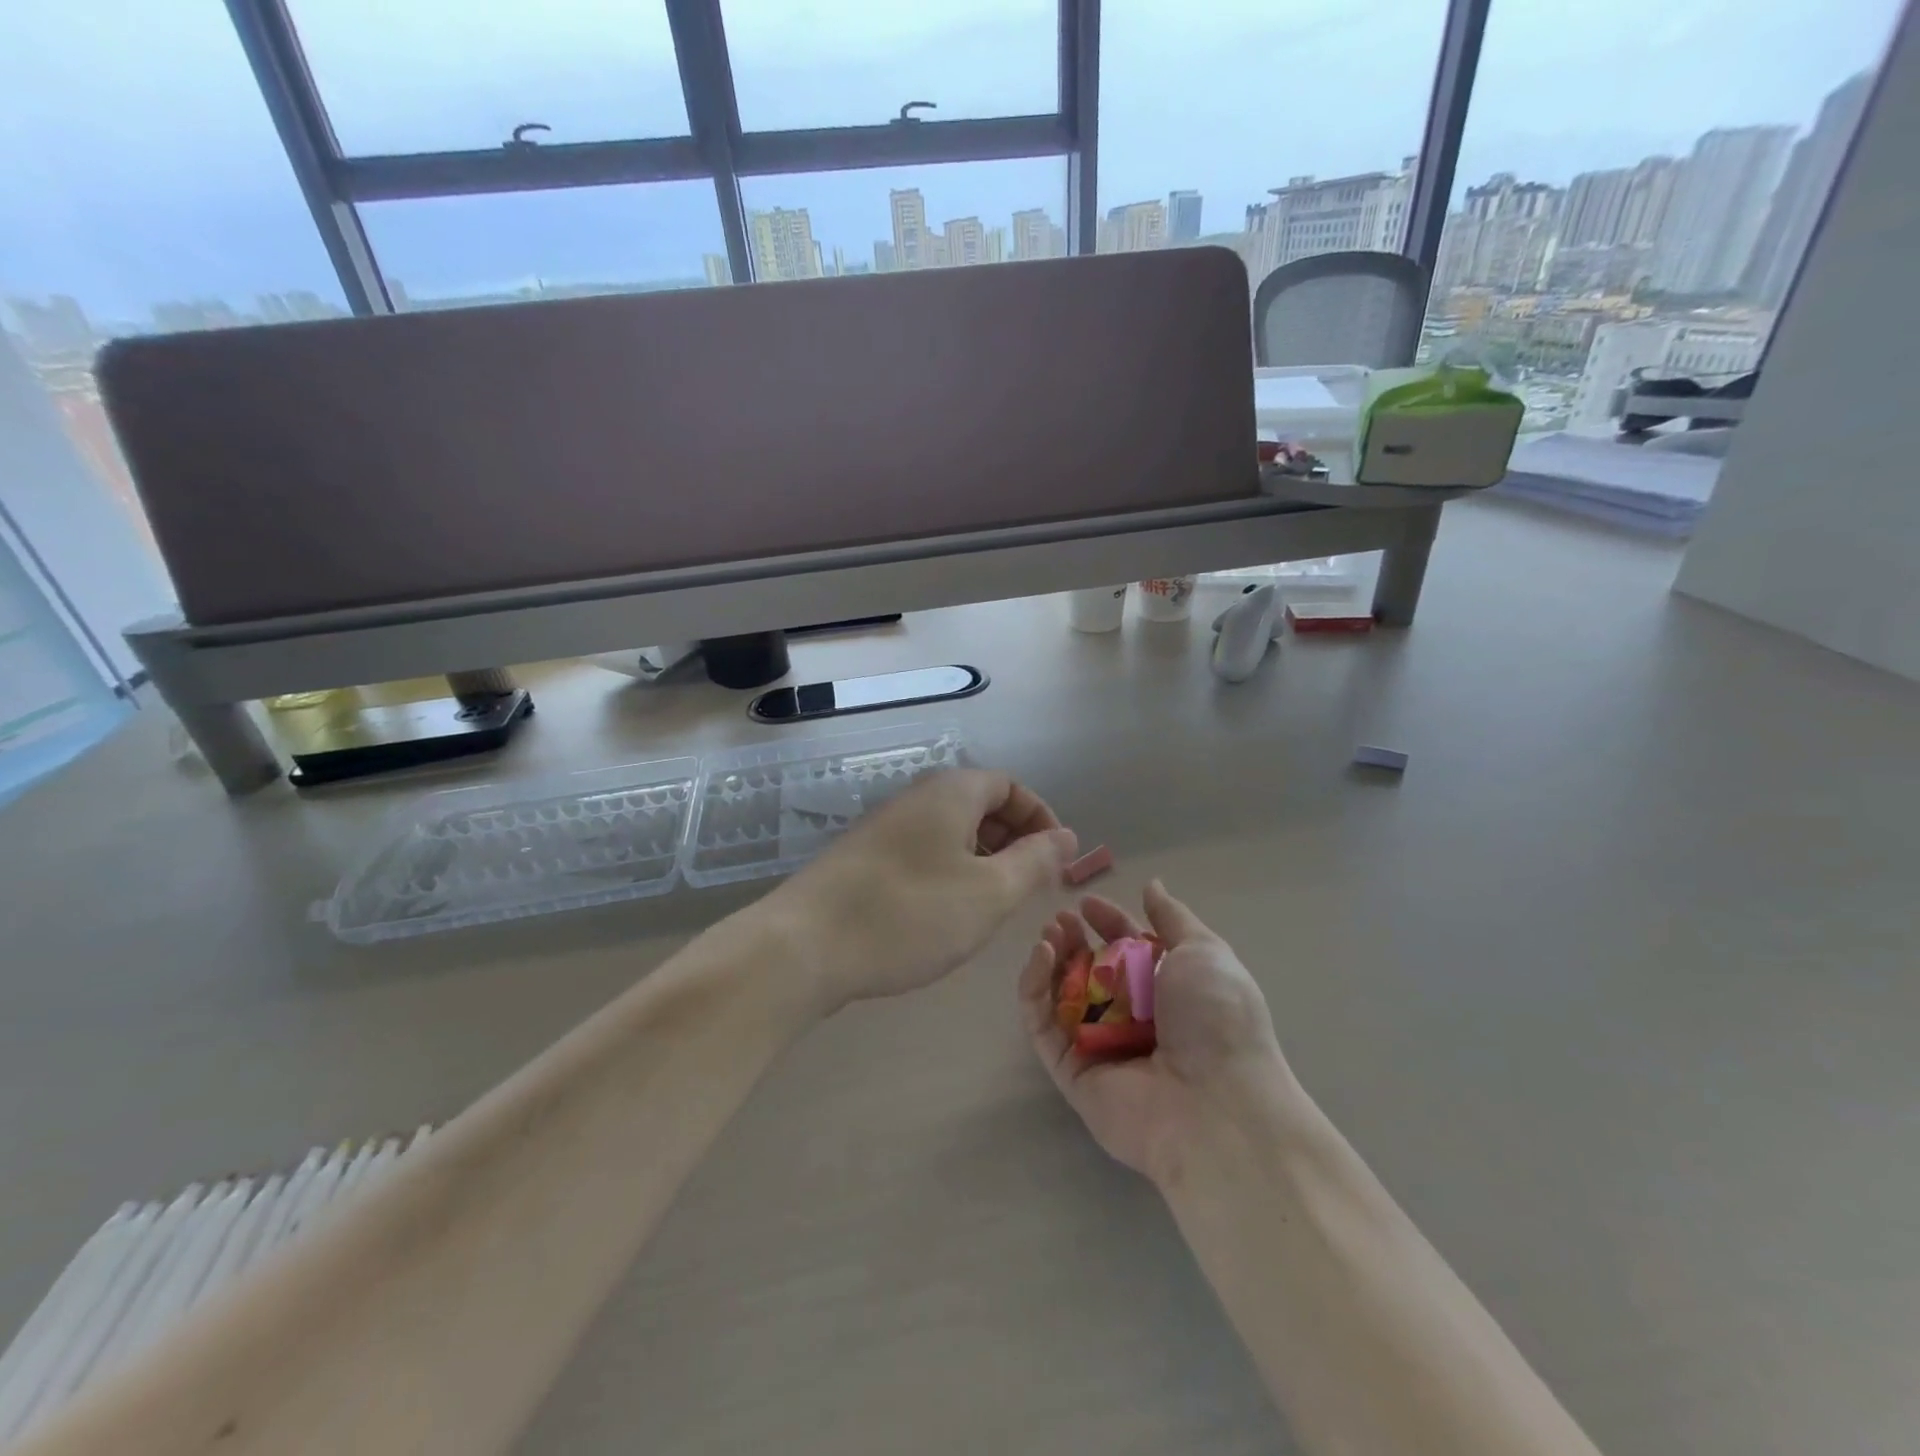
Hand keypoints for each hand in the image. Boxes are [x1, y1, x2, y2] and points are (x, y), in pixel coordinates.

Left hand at [773, 769, 1076, 1013]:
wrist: (804, 947)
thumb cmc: (910, 914)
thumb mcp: (989, 892)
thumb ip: (1035, 862)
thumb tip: (1067, 836)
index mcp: (950, 792)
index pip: (1009, 786)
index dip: (1041, 819)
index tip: (1057, 861)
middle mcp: (916, 798)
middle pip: (979, 805)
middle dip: (1014, 841)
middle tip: (1029, 888)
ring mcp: (884, 828)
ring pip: (950, 833)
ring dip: (981, 861)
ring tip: (992, 906)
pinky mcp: (863, 859)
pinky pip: (922, 853)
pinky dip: (948, 874)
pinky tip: (945, 915)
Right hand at [1019, 881, 1290, 1184]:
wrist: (1217, 1105)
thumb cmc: (1216, 1017)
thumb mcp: (1204, 952)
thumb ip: (1173, 918)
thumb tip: (1152, 885)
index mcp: (1167, 993)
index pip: (1127, 951)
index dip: (1107, 924)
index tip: (1086, 903)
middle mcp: (1133, 1020)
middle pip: (1091, 973)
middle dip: (1074, 941)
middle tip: (1060, 919)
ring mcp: (1101, 1048)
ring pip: (1062, 997)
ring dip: (1051, 961)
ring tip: (1048, 933)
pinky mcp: (1072, 1073)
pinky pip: (1044, 1027)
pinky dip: (1035, 990)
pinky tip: (1041, 956)